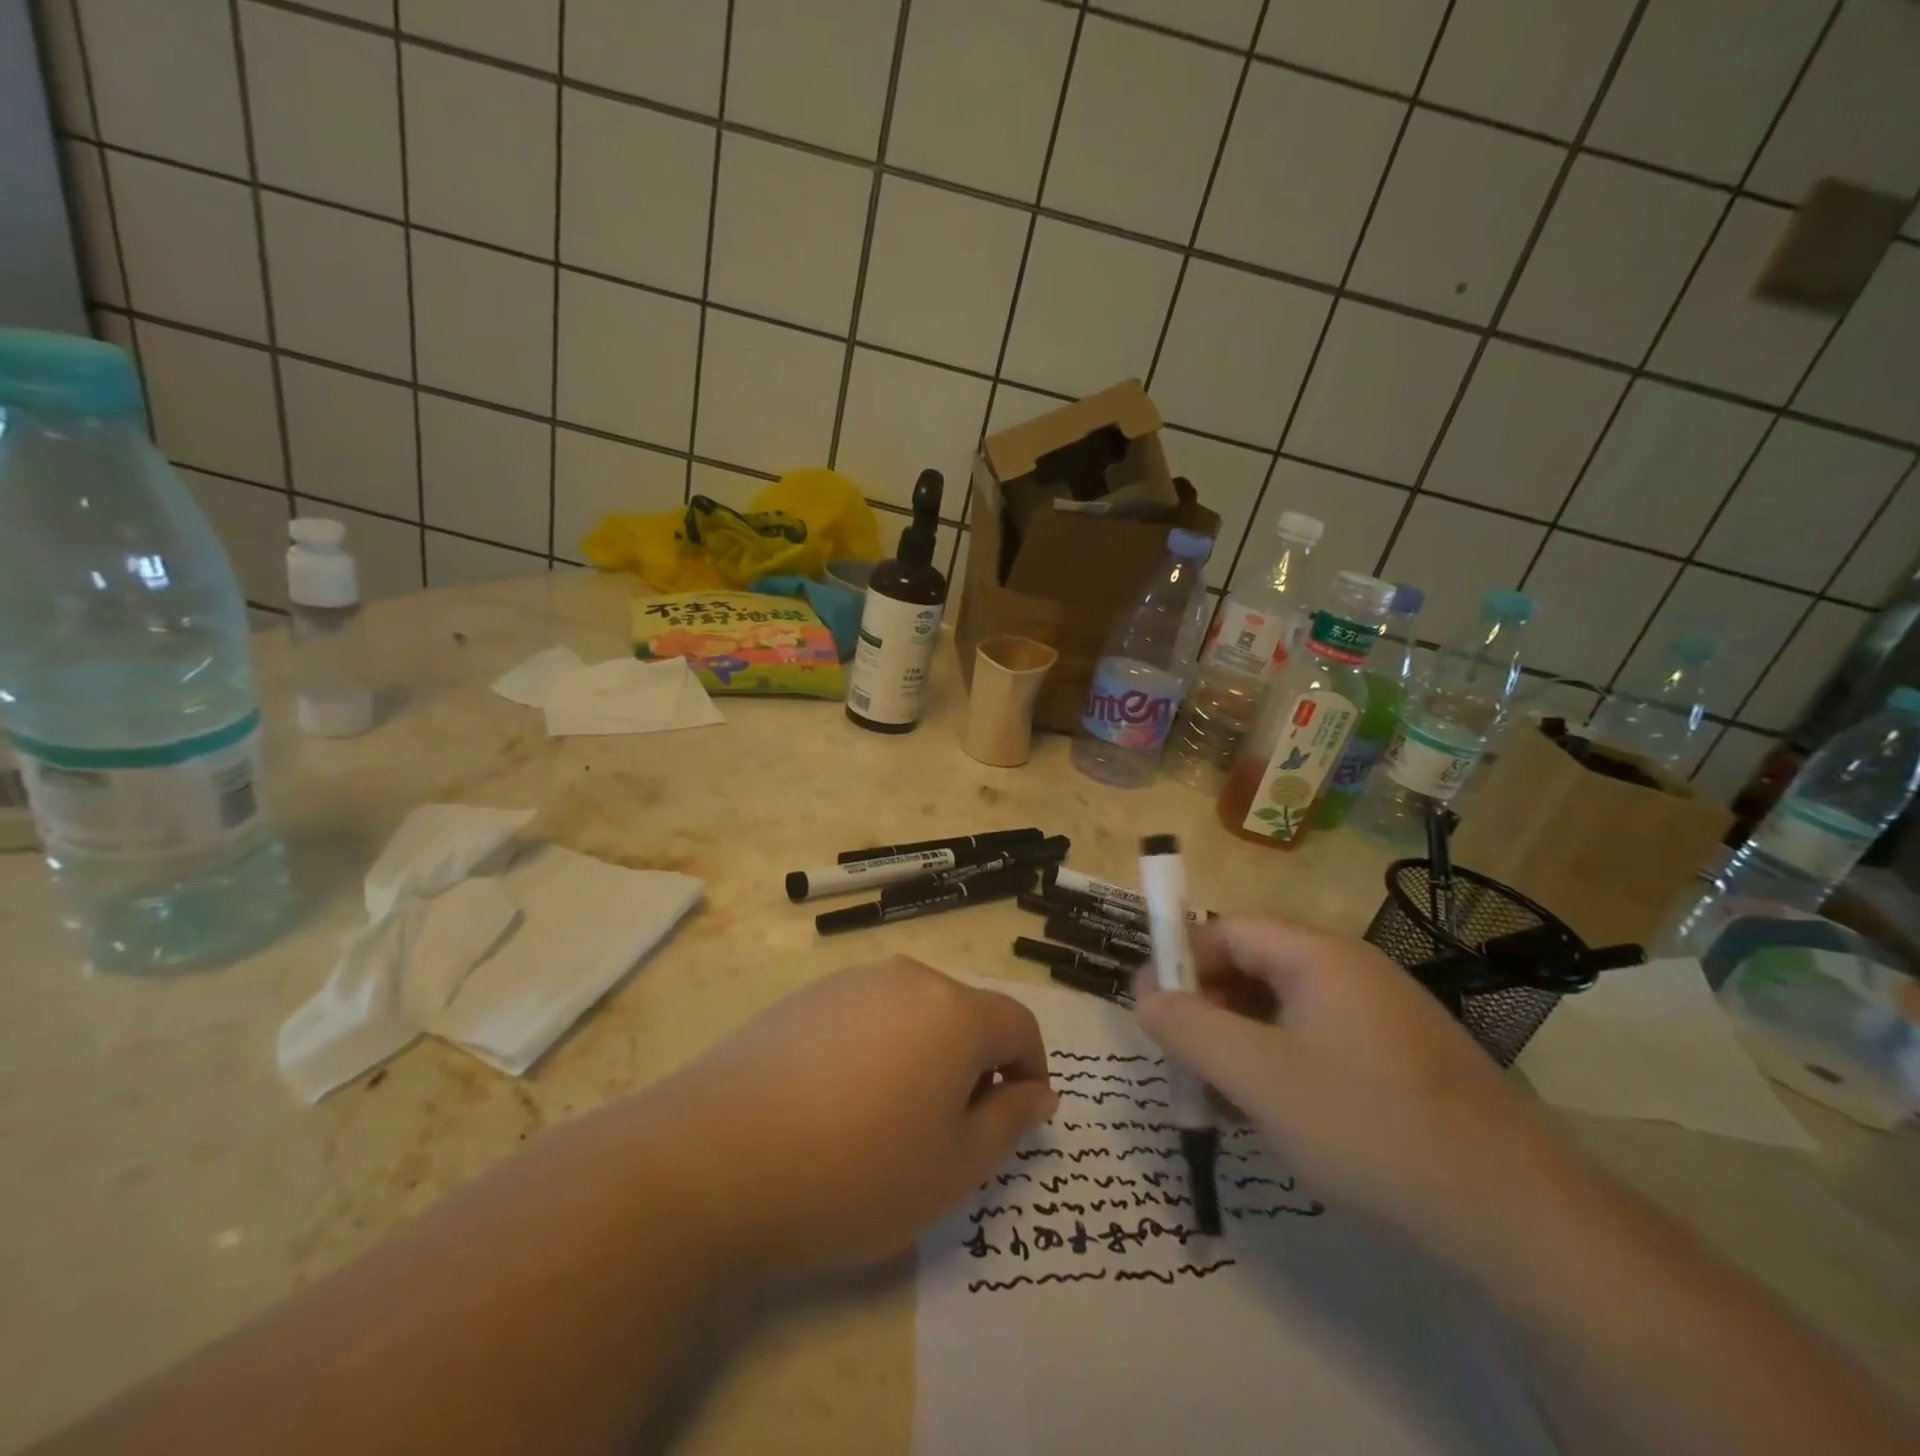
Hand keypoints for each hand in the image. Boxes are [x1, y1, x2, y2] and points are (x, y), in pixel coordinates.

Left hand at [655, 958, 1055, 1281]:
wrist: (713, 1160)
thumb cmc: (855, 1171)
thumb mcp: (954, 1167)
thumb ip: (1010, 1122)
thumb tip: (1039, 1092)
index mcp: (953, 1011)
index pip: (1018, 1023)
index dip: (1030, 1070)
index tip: (1014, 1120)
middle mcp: (907, 978)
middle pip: (965, 1014)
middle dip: (973, 1066)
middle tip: (947, 1134)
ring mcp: (850, 981)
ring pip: (913, 1014)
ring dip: (923, 1057)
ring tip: (888, 1122)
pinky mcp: (805, 997)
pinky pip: (865, 1016)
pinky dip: (875, 1051)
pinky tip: (836, 1104)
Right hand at [1136, 915, 1567, 1262]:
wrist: (1521, 1220)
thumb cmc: (1371, 1128)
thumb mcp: (1260, 1078)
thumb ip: (1191, 1029)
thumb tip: (1145, 994)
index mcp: (1321, 956)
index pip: (1229, 930)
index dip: (1182, 960)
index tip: (1151, 1008)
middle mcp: (1352, 972)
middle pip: (1256, 967)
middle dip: (1209, 1009)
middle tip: (1182, 1061)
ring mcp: (1382, 1019)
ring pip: (1285, 1012)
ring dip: (1241, 1044)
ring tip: (1222, 1100)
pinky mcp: (1400, 1063)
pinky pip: (1319, 1045)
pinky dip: (1281, 1068)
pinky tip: (1275, 1118)